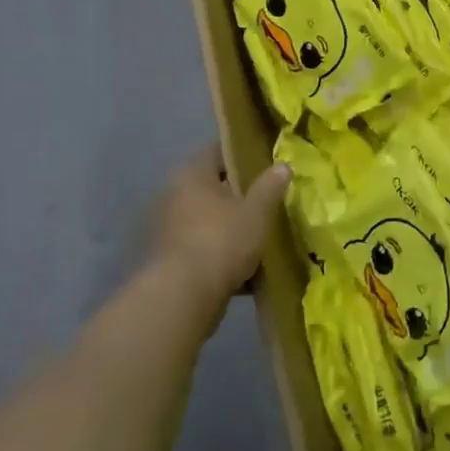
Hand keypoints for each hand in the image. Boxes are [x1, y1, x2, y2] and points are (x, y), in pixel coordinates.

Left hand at [147, 146, 289, 318]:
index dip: (244, 154)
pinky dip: (220, 256)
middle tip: (268, 203)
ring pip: (208, 221)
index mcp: (192, 175)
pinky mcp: (167, 261)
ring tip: (260, 239)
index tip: (267, 162)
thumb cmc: (221, 242)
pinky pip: (201, 249)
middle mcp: (173, 196)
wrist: (181, 299)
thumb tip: (282, 165)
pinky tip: (245, 273)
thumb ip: (270, 186)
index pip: (219, 151)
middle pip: (213, 187)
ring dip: (229, 228)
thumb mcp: (257, 212)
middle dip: (239, 196)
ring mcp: (167, 229)